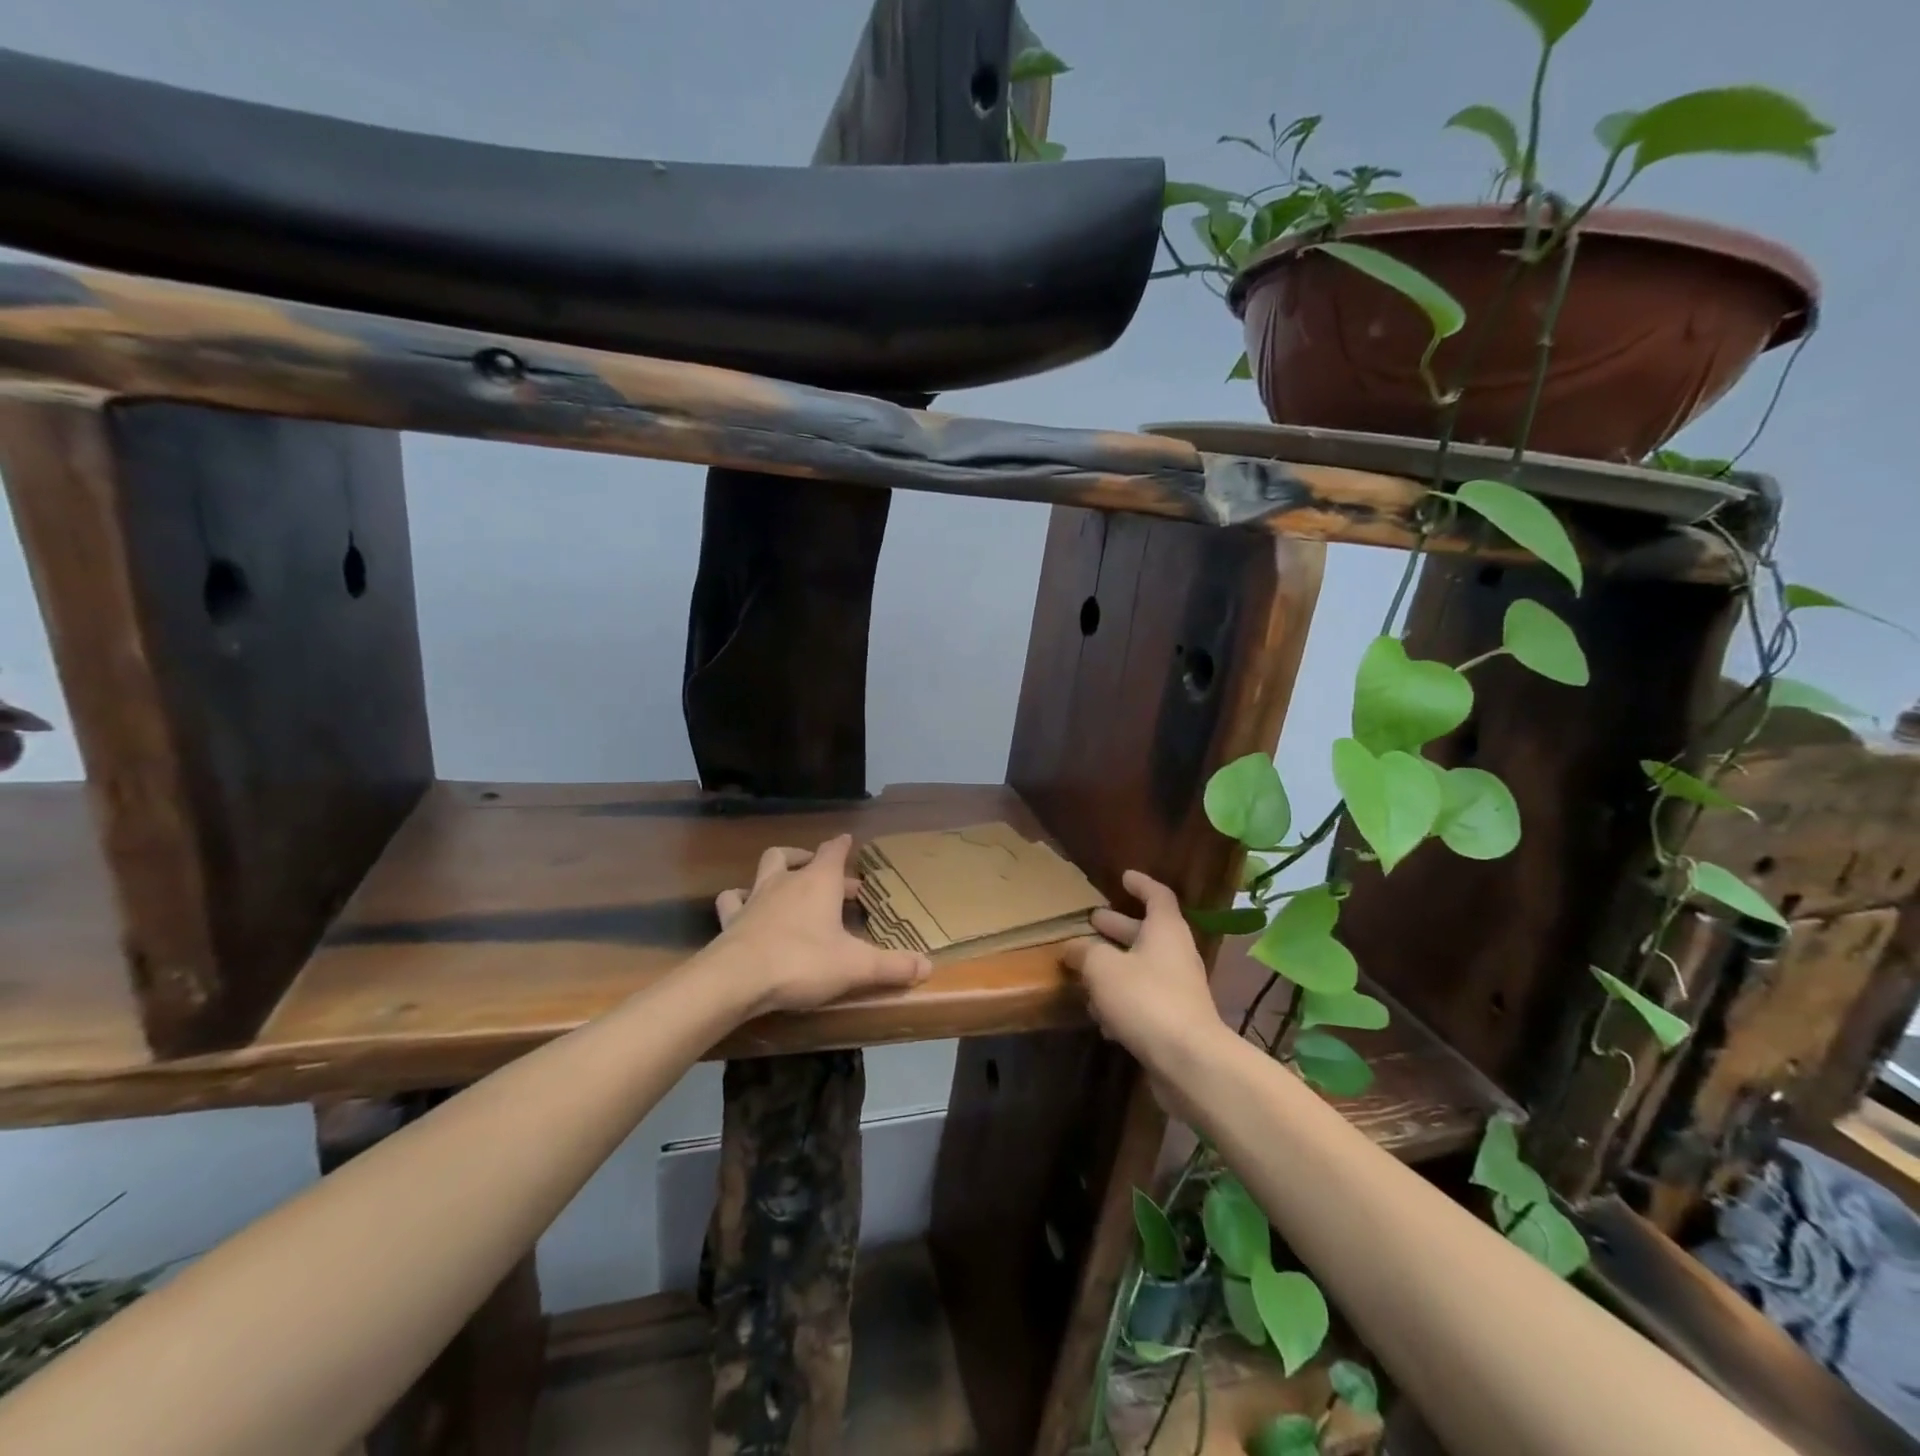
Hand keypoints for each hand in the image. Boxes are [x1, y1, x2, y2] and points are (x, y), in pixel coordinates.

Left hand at [712, 835, 932, 1014]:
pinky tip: (744, 909)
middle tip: (833, 881)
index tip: (847, 840)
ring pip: (764, 870)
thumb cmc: (803, 962)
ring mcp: (755, 898)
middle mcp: (786, 881)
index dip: (842, 845)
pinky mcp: (731, 920)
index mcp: (819, 882)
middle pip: (796, 856)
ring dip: (776, 872)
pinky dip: (740, 900)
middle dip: (813, 861)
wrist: (737, 979)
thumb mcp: (856, 966)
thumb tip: (927, 966)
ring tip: (785, 883)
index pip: (832, 851)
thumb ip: (892, 965)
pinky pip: (733, 900)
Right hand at [1062, 870, 1231, 1074]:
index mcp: (1165, 930)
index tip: (1123, 877)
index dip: (1141, 884)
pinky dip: (1122, 1002)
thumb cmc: (1146, 999)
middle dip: (1117, 927)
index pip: (1157, 895)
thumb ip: (1085, 953)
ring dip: (1115, 968)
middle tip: (1092, 922)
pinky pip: (1143, 1000)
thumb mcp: (1103, 968)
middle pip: (1146, 933)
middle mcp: (1175, 955)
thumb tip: (1073, 947)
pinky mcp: (1173, 1021)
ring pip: (1141, 968)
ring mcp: (1177, 989)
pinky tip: (1100, 1018)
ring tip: (1085, 972)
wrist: (1189, 1062)